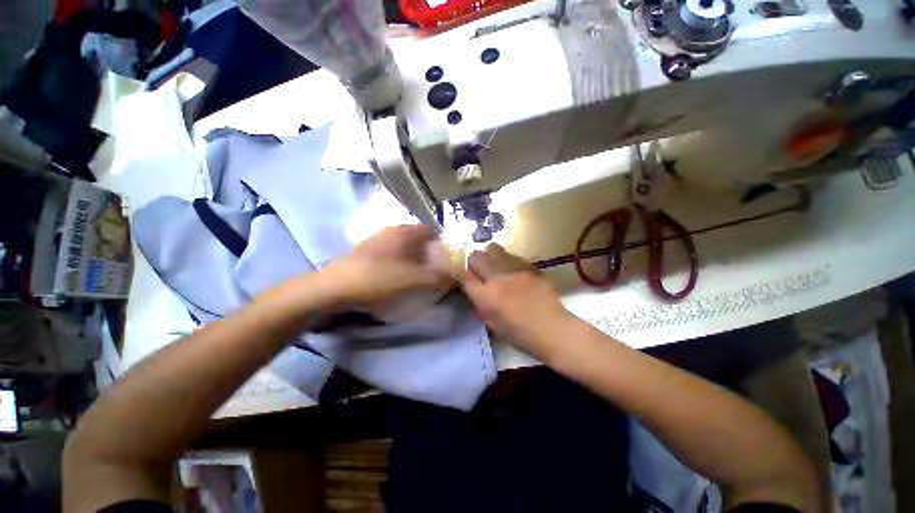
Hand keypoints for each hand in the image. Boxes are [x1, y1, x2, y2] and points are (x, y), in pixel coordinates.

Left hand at [323, 225, 453, 309]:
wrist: (334, 290)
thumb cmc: (379, 280)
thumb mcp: (416, 281)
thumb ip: (440, 277)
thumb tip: (457, 274)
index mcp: (405, 231)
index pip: (433, 230)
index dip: (444, 245)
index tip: (448, 262)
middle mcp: (392, 230)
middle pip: (419, 239)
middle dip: (430, 254)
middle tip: (435, 271)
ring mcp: (377, 239)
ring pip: (405, 246)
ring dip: (415, 259)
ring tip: (418, 277)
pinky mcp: (366, 251)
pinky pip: (392, 254)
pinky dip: (401, 263)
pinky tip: (398, 277)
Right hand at [456, 244, 570, 355]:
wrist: (552, 328)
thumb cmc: (519, 333)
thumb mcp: (491, 323)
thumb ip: (478, 303)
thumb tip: (471, 288)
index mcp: (486, 297)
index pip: (462, 275)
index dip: (458, 271)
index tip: (459, 272)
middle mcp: (497, 278)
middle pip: (475, 256)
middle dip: (473, 261)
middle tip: (478, 269)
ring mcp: (515, 269)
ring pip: (493, 248)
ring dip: (489, 256)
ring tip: (494, 265)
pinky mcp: (529, 265)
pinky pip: (511, 255)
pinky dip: (506, 260)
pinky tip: (512, 270)